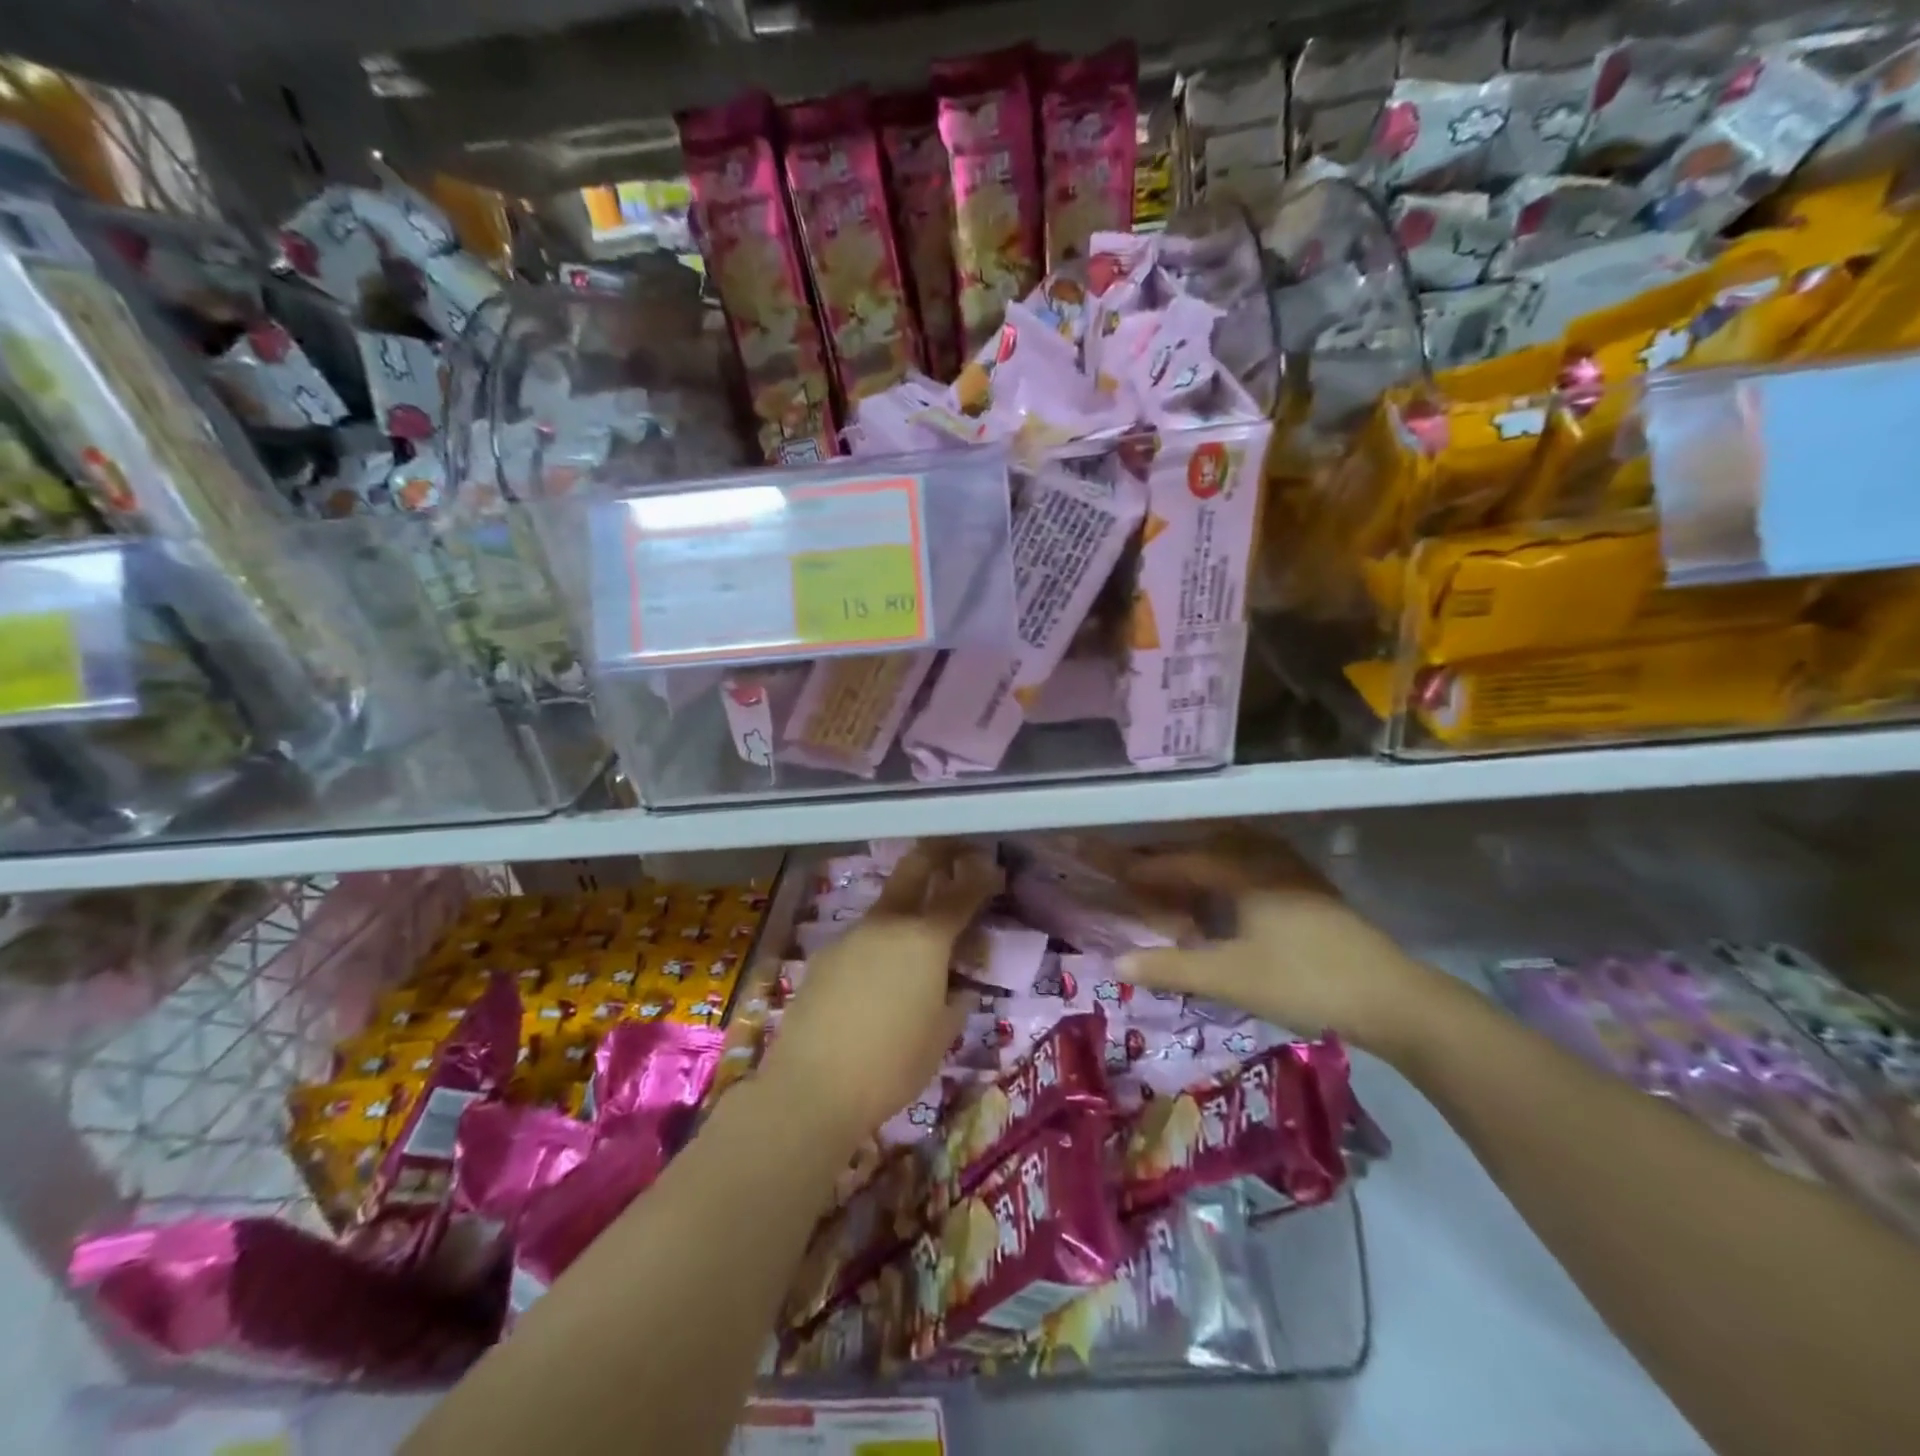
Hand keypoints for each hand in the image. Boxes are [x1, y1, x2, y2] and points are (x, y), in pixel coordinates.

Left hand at [758, 842, 1000, 1142]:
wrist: (812, 1086)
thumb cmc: (892, 1065)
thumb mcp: (942, 1036)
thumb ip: (956, 1001)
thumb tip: (960, 987)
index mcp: (926, 940)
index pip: (961, 894)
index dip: (981, 877)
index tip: (993, 869)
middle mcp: (887, 924)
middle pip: (914, 869)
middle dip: (937, 854)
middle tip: (955, 852)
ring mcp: (851, 936)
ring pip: (885, 907)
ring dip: (906, 907)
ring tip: (917, 939)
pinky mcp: (824, 956)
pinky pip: (861, 939)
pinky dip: (878, 944)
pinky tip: (876, 979)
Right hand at [1117, 826, 1429, 1053]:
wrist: (1392, 997)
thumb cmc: (1303, 981)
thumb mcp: (1230, 977)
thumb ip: (1171, 967)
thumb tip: (1116, 963)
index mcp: (1239, 871)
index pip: (1175, 862)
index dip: (1138, 867)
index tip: (1104, 867)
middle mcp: (1263, 859)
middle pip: (1201, 848)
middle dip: (1164, 859)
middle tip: (1134, 871)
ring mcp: (1291, 871)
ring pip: (1230, 853)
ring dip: (1197, 862)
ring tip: (1174, 880)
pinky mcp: (1309, 889)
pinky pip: (1251, 865)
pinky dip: (1225, 873)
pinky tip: (1226, 896)